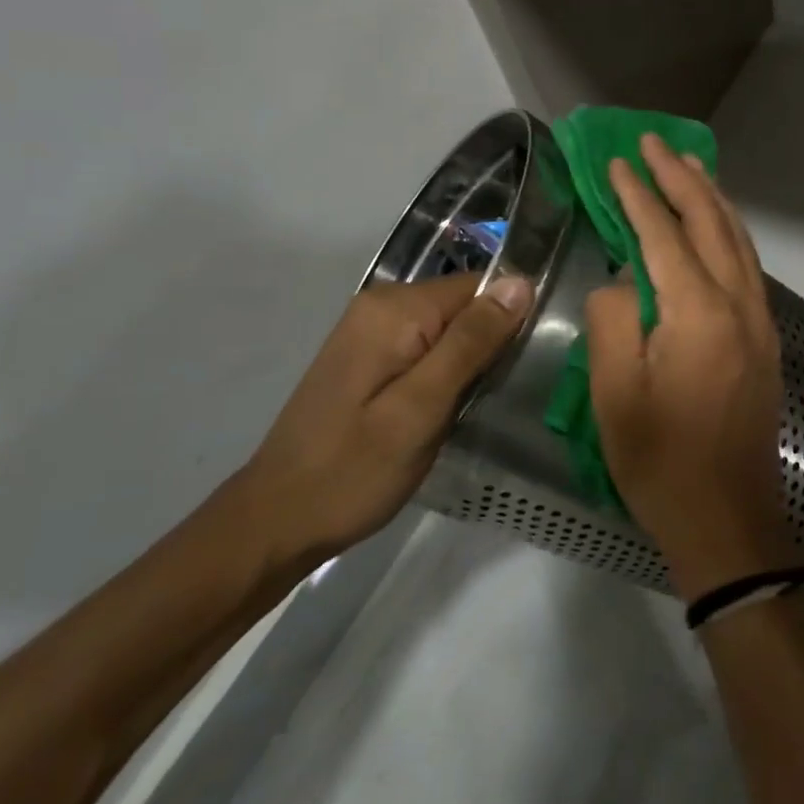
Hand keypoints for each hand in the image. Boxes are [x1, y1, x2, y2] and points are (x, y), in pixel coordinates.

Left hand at [244, 272, 531, 562]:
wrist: (278, 520)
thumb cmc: (354, 470)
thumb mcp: (422, 408)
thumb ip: (470, 342)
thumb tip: (520, 282)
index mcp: (395, 309)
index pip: (479, 287)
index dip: (510, 320)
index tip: (525, 366)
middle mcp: (381, 305)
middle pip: (463, 305)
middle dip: (490, 343)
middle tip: (499, 395)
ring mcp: (370, 330)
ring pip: (448, 328)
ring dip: (470, 361)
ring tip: (477, 405)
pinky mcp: (368, 356)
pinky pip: (427, 345)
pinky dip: (446, 371)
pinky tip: (449, 407)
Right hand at [585, 134, 801, 599]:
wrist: (728, 519)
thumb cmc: (661, 461)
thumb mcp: (614, 393)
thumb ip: (613, 320)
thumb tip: (625, 280)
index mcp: (698, 312)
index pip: (663, 234)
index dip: (638, 195)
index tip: (617, 160)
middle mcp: (739, 304)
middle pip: (712, 223)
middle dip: (681, 178)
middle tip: (655, 143)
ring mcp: (760, 321)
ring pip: (738, 240)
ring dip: (711, 199)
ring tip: (688, 167)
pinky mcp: (765, 340)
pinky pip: (747, 266)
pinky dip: (728, 232)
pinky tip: (714, 226)